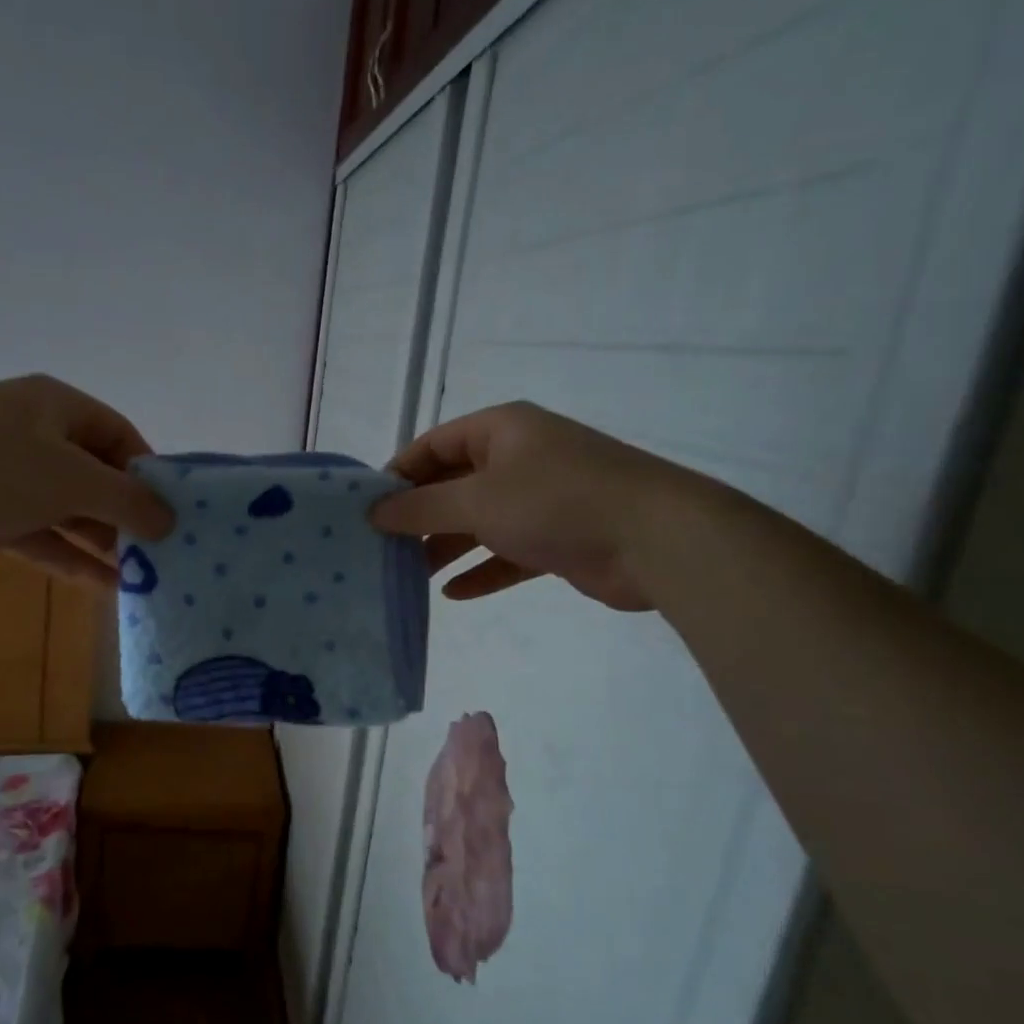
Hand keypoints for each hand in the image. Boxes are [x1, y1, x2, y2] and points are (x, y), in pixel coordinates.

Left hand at [0, 375, 174, 584]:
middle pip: (97, 477)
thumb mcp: (70, 478)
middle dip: (128, 515)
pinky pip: (43, 537)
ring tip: (144, 577)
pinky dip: (71, 558)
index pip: (121, 437)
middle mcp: (38, 437)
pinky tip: (104, 586)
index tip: (175, 514)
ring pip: (70, 512)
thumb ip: (125, 499)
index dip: (149, 474)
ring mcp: (11, 478)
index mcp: (59, 409)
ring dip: (103, 543)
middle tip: (164, 555)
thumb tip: (170, 520)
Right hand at [370, 401, 711, 610]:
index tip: (367, 509)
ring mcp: (542, 498)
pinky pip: (508, 551)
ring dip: (446, 546)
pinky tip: (455, 593)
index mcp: (501, 430)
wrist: (656, 540)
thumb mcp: (478, 500)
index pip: (434, 445)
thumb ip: (422, 506)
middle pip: (455, 484)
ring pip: (480, 521)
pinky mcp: (559, 537)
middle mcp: (520, 458)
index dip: (399, 473)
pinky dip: (482, 569)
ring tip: (408, 575)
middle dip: (420, 516)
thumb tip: (374, 510)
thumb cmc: (556, 503)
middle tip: (382, 548)